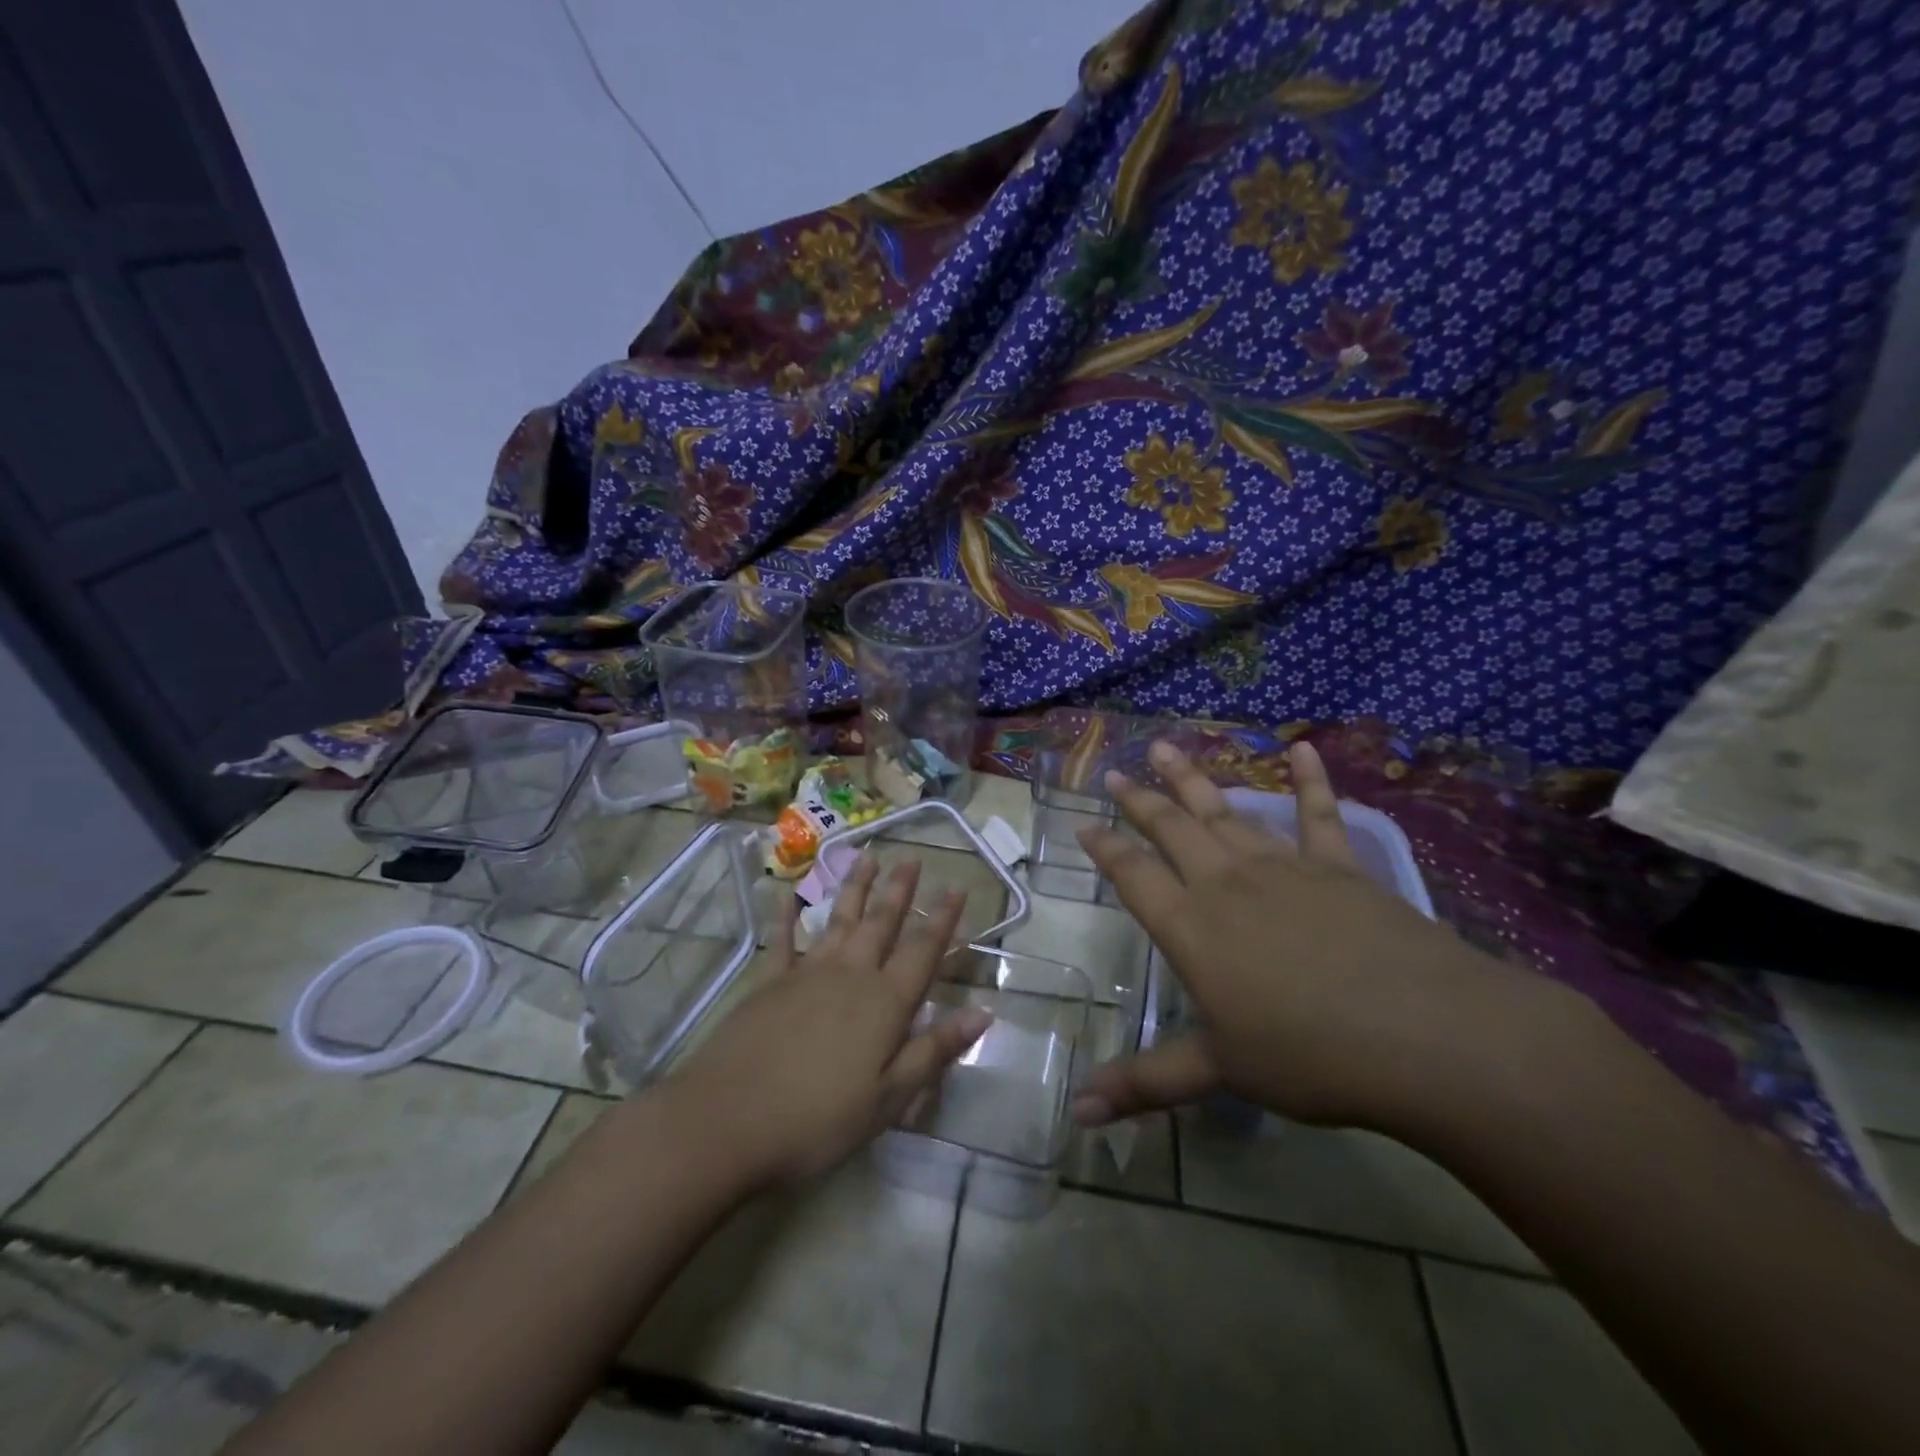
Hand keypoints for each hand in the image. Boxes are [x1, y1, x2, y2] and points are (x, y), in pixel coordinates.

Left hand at [667, 856, 991, 1187]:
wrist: (726, 1121)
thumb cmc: (817, 1120)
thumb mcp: (888, 1099)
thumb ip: (933, 1051)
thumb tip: (983, 1013)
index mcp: (884, 1003)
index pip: (923, 951)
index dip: (942, 920)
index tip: (957, 887)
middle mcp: (850, 975)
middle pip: (881, 924)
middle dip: (899, 891)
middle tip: (912, 859)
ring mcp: (806, 973)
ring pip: (838, 920)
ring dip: (854, 889)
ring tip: (867, 859)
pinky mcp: (768, 982)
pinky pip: (782, 939)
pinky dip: (785, 914)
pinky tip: (787, 892)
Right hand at [1072, 740, 1551, 1132]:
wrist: (1425, 1036)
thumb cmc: (1309, 1056)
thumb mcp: (1219, 1072)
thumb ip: (1145, 1083)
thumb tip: (1073, 1113)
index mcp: (1191, 927)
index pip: (1132, 875)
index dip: (1104, 848)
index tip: (1083, 824)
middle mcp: (1226, 883)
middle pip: (1171, 829)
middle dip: (1140, 800)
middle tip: (1117, 771)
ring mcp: (1284, 867)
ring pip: (1226, 812)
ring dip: (1193, 779)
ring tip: (1168, 747)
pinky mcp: (1339, 866)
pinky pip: (1319, 814)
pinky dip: (1309, 779)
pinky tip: (1301, 748)